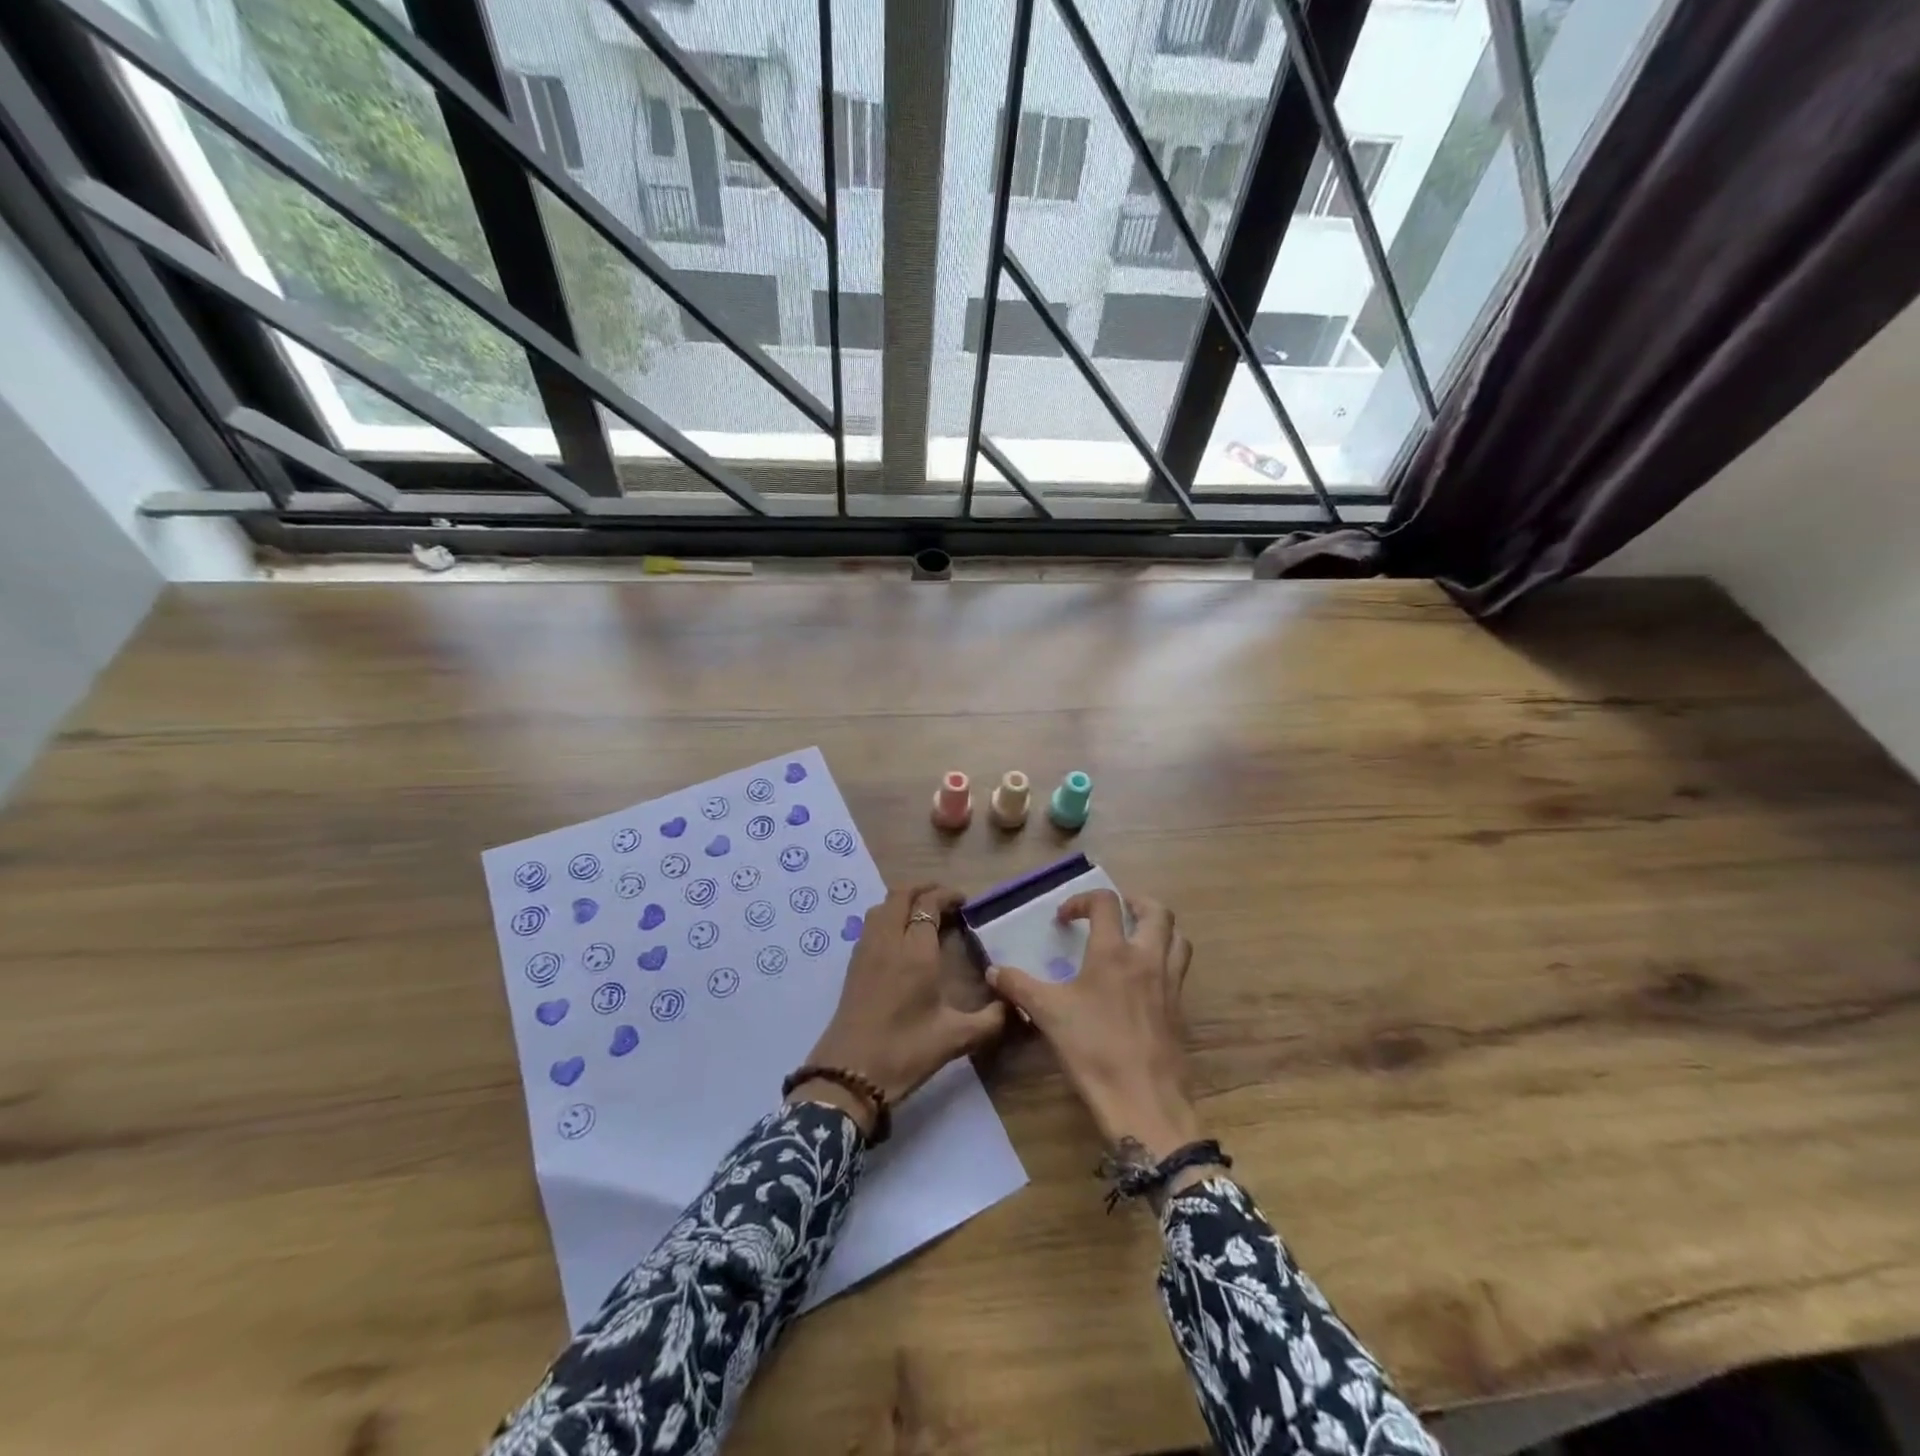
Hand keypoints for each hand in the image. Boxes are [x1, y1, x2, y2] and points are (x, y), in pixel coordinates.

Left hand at [793, 885, 1007, 1134]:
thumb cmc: (904, 1051)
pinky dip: (887, 917)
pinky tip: (900, 940)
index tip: (964, 902)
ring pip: (881, 907)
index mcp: (915, 951)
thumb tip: (1015, 1007)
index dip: (946, 895)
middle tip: (945, 902)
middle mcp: (888, 941)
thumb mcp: (955, 1039)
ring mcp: (866, 950)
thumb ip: (990, 1020)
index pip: (928, 904)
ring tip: (922, 916)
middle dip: (923, 890)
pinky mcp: (853, 965)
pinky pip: (870, 924)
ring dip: (902, 901)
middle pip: (901, 895)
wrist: (848, 1074)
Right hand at [986, 891, 1200, 1159]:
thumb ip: (1018, 987)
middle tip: (1114, 912)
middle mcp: (1147, 958)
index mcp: (1114, 953)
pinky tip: (1144, 979)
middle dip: (1134, 902)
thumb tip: (993, 971)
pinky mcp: (1180, 1008)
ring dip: (1157, 928)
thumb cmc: (1093, 1050)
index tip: (1064, 919)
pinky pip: (1179, 969)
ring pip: (1177, 937)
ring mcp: (1170, 983)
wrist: (1143, 1101)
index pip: (1106, 903)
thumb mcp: (1047, 1015)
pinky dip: (1166, 960)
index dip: (1082, 900)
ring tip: (1136, 937)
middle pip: (1157, 911)